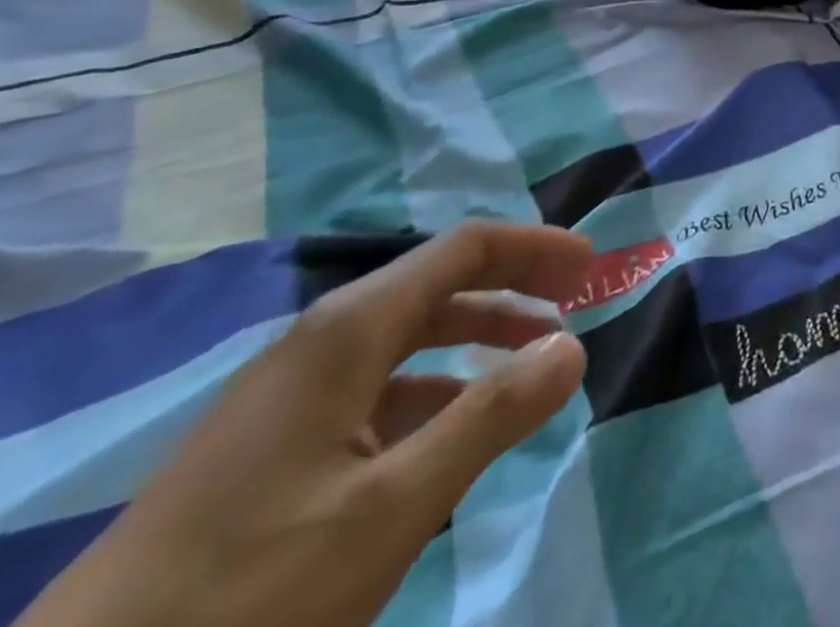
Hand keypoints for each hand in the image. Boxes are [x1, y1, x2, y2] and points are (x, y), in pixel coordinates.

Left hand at [18, 221, 594, 626]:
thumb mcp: (391, 506)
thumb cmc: (247, 592)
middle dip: (515, 286)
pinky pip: (375, 388)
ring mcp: (289, 394)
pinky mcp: (270, 445)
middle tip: (575, 304)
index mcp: (351, 329)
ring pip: (408, 338)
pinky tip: (449, 435)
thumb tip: (573, 346)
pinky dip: (433, 389)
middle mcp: (321, 341)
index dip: (535, 246)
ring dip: (477, 339)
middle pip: (440, 282)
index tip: (592, 265)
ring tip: (526, 370)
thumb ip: (492, 414)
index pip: (465, 248)